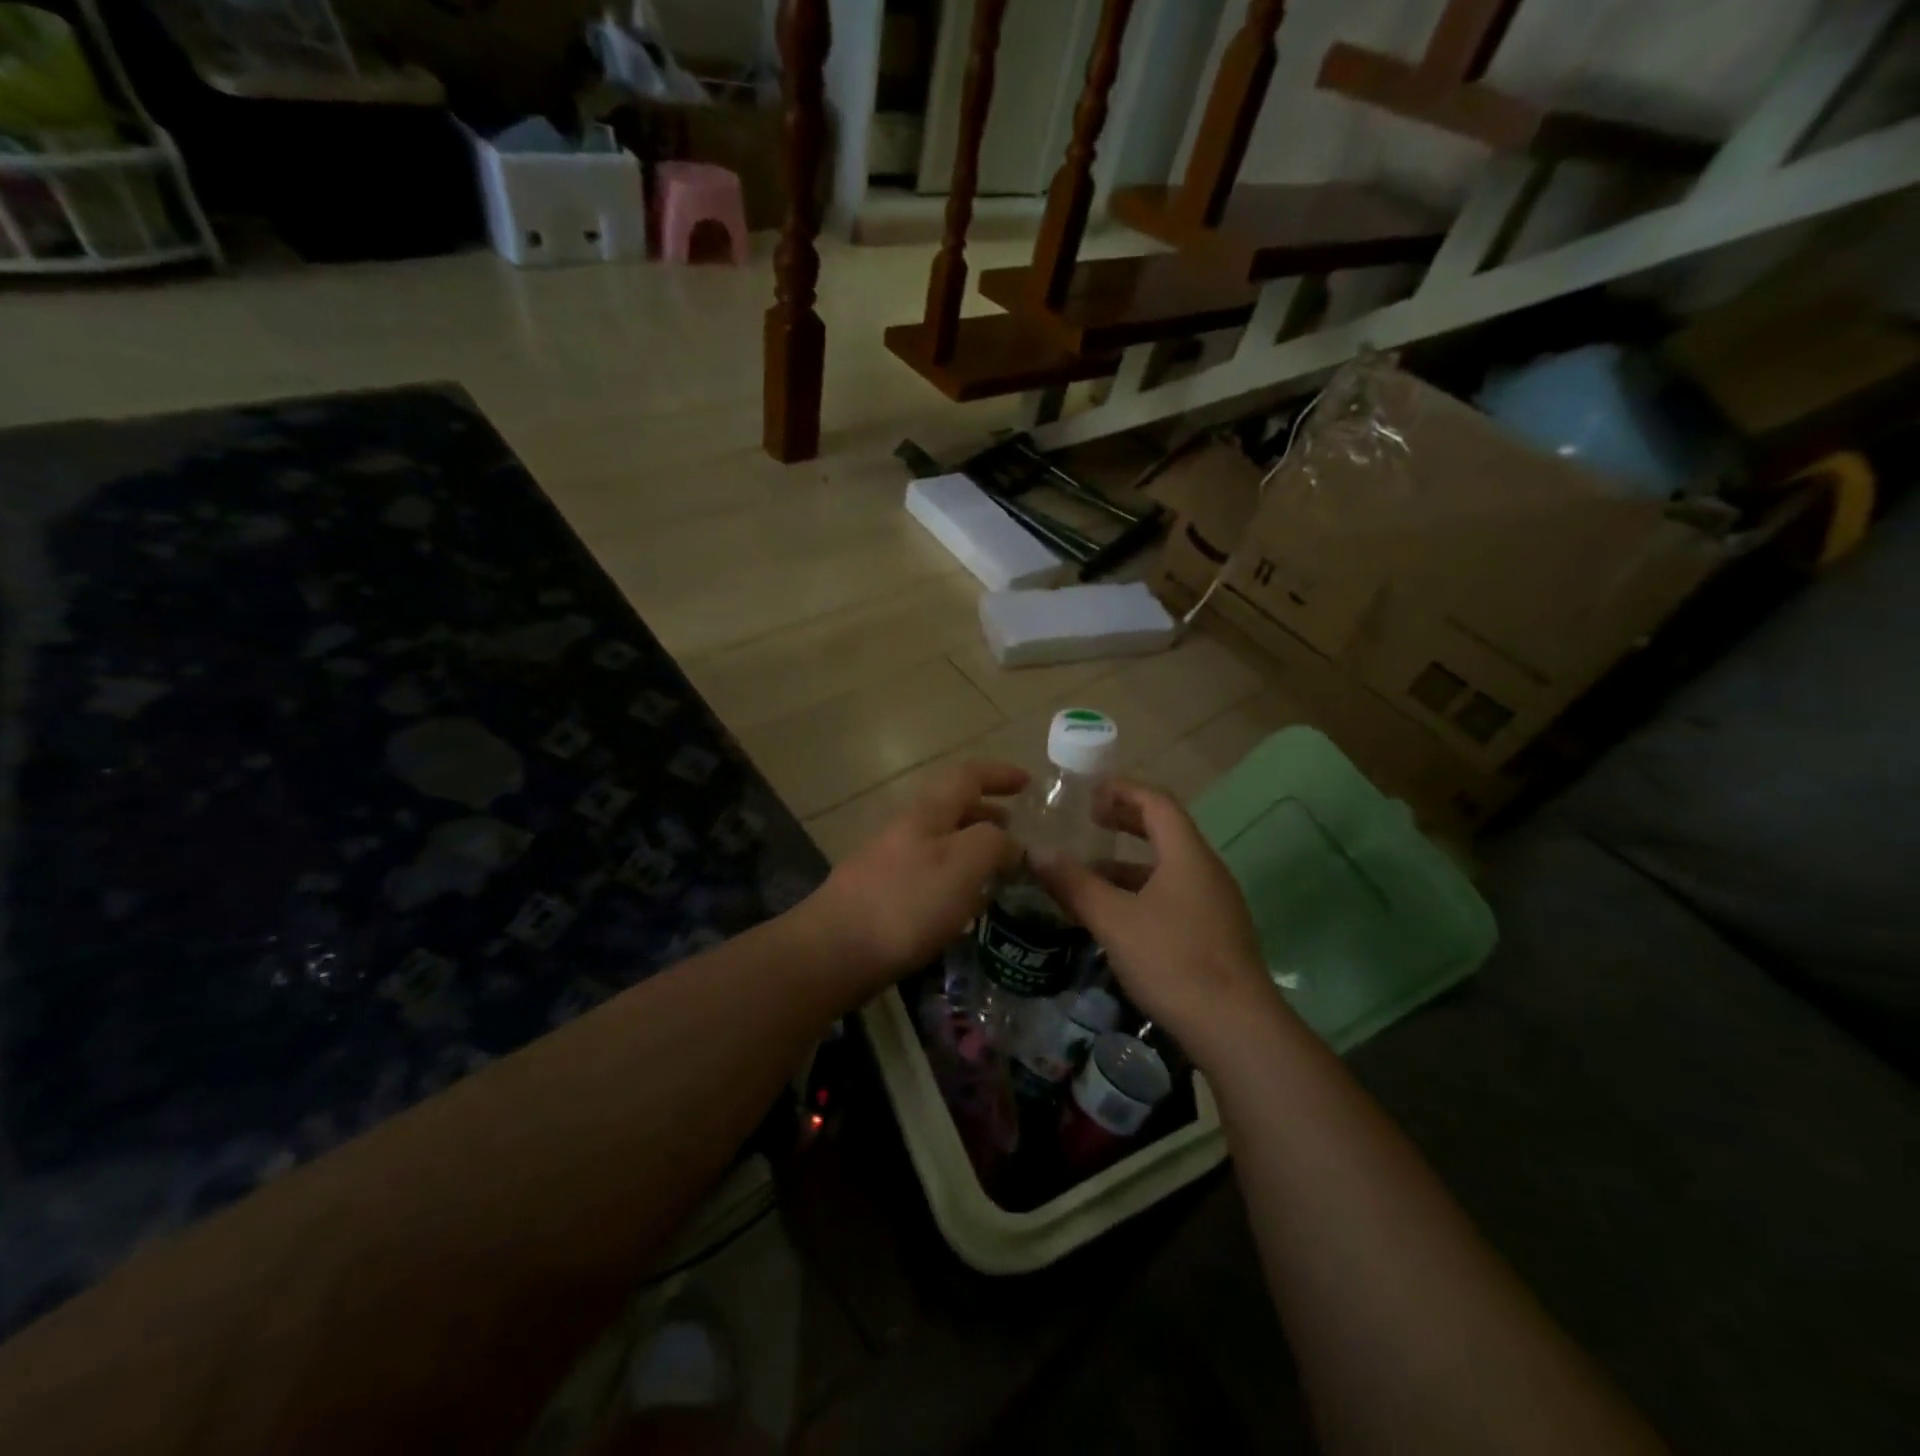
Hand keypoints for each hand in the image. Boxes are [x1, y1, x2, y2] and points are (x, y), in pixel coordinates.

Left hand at [802, 760, 1027, 993]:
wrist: (835, 950)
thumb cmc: (906, 902)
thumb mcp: (964, 864)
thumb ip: (994, 843)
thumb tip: (1010, 843)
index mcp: (927, 811)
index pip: (967, 776)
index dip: (999, 774)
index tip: (1028, 782)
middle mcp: (906, 827)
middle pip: (951, 806)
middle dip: (986, 811)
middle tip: (1016, 827)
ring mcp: (889, 859)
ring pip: (940, 839)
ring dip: (971, 844)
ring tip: (998, 868)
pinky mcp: (881, 892)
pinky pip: (928, 869)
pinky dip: (955, 873)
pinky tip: (964, 903)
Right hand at [1029, 778, 1281, 1061]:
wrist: (1236, 1029)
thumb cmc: (1173, 961)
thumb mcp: (1113, 920)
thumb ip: (1075, 884)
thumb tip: (1037, 853)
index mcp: (1187, 855)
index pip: (1157, 803)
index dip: (1123, 790)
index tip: (1090, 790)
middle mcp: (1206, 871)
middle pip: (1165, 831)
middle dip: (1125, 822)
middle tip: (1089, 821)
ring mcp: (1215, 905)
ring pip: (1167, 869)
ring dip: (1129, 864)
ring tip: (1091, 875)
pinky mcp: (1215, 935)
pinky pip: (1174, 896)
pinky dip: (1142, 892)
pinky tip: (1118, 917)